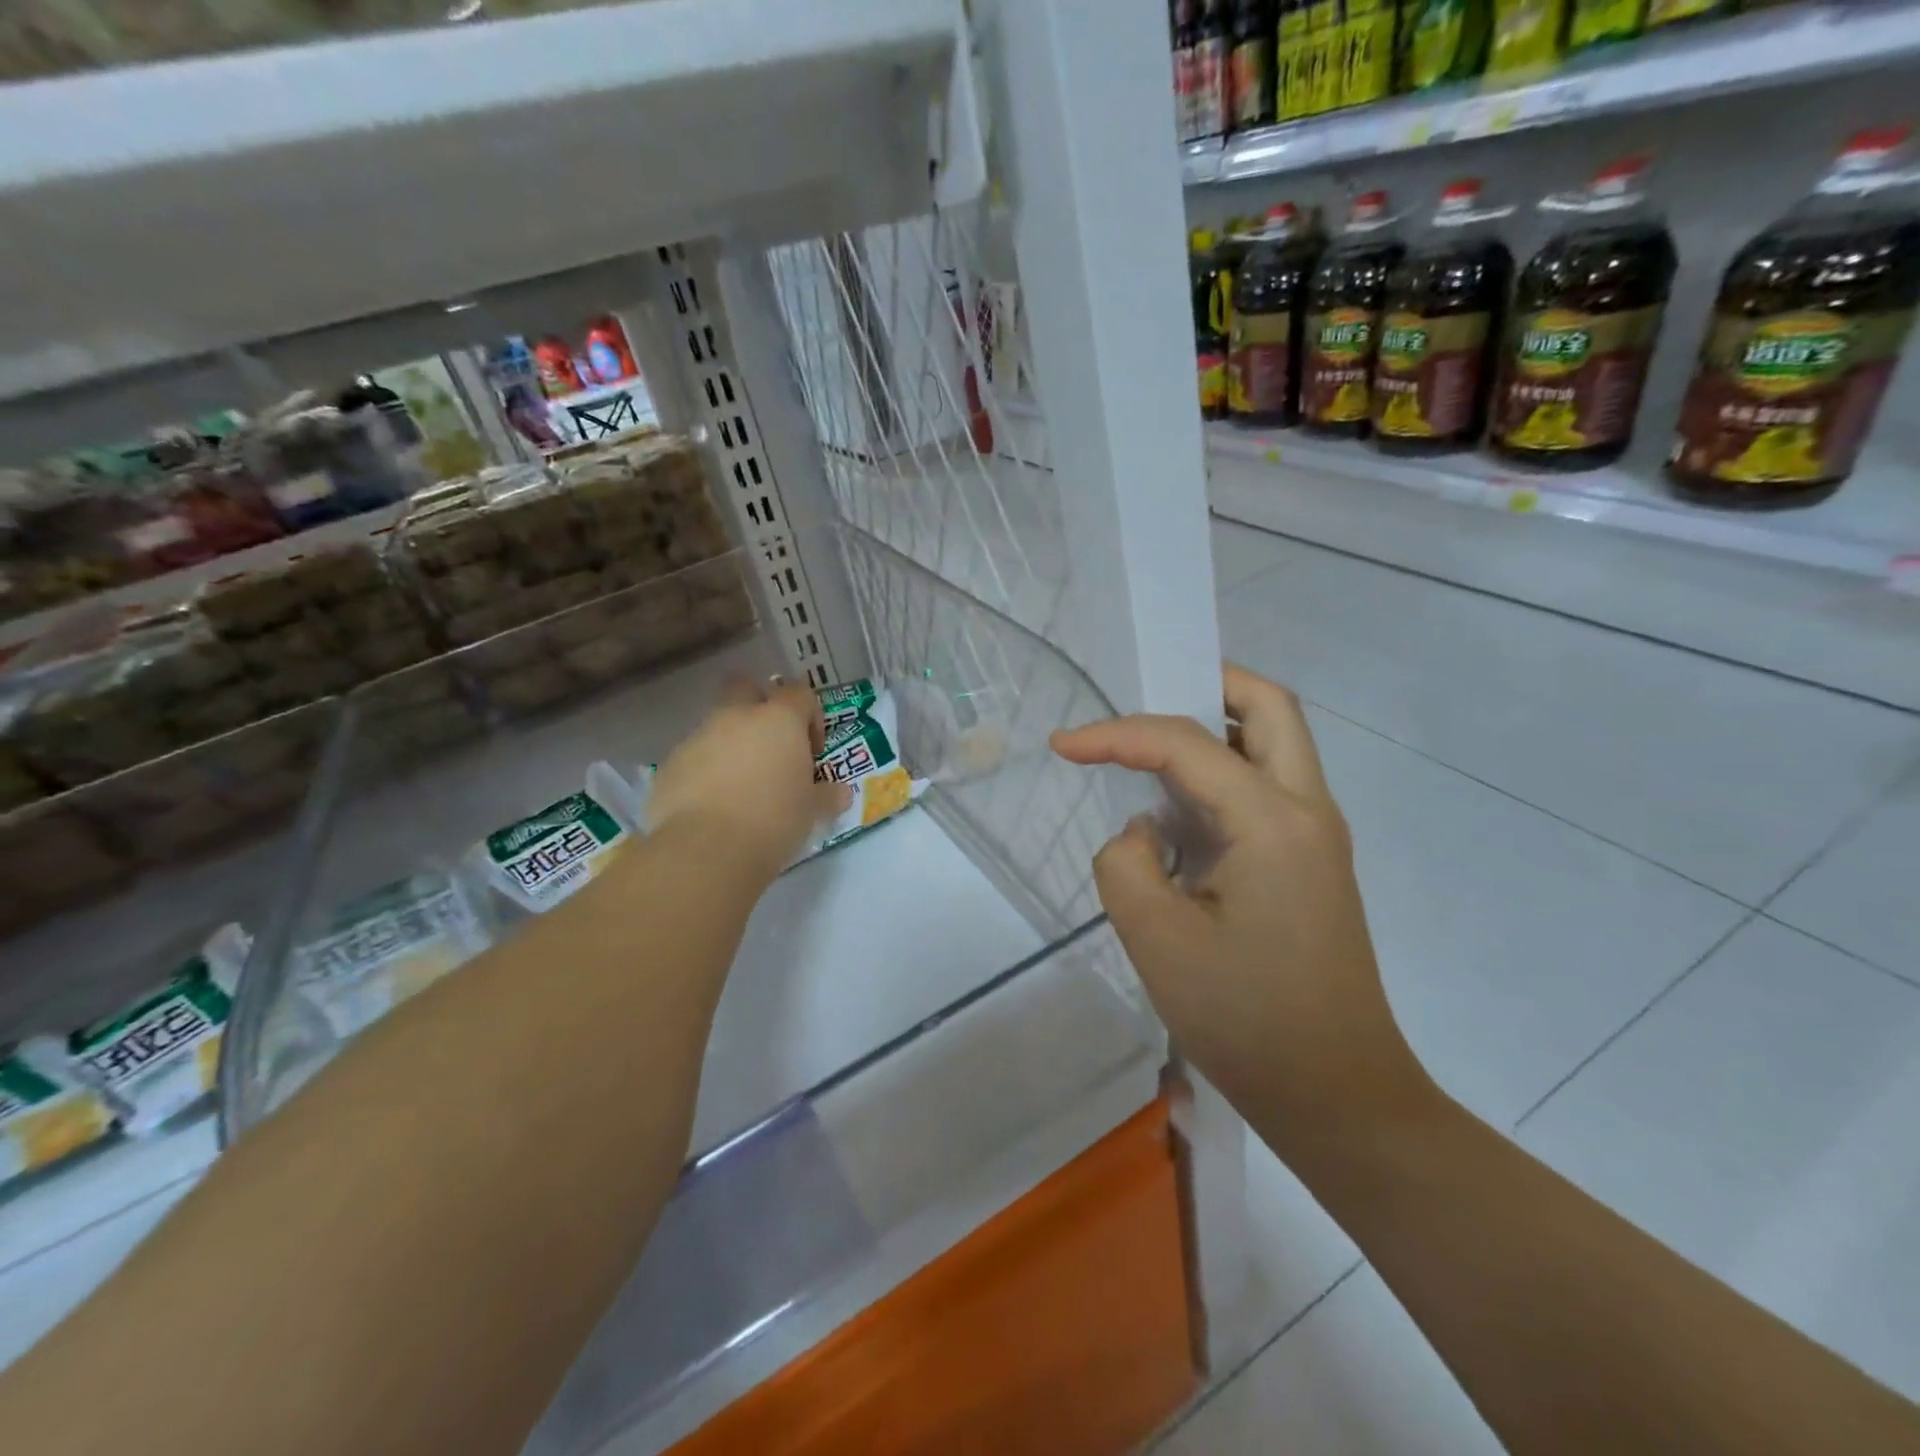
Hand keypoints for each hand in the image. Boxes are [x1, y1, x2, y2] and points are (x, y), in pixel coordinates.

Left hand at [646, 679, 848, 882]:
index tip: (813, 752)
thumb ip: (827, 796)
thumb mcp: (811, 811)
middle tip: (771, 747)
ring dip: (731, 745)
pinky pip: (694, 758)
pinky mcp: (670, 765)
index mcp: (779, 720)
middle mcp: (737, 717)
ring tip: (742, 787)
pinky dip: (705, 772)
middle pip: (746, 688)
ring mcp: (698, 738)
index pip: (800, 694)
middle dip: (759, 707)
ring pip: (717, 726)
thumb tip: (840, 793)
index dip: (810, 717)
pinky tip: (714, 806)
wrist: (706, 849)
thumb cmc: (774, 821)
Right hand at [1051, 664, 1431, 1144]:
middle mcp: (1307, 811)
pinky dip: (1221, 773)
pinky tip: (1179, 808)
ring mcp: (1316, 837)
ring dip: (1215, 729)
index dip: (1118, 734)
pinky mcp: (1310, 864)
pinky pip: (1265, 789)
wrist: (1337, 1096)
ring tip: (1151, 749)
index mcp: (1274, 821)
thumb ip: (1126, 862)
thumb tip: (1145, 832)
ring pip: (1274, 744)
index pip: (1187, 745)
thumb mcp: (1156, 937)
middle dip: (1205, 684)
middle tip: (1145, 696)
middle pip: (1269, 708)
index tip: (1062, 745)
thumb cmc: (1246, 1019)